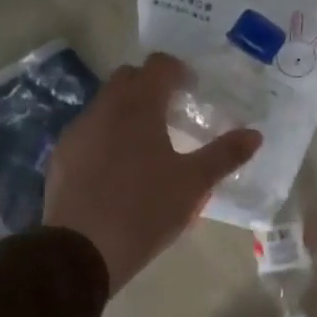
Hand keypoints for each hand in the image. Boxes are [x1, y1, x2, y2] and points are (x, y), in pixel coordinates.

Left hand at [44, 53, 260, 291]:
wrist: (80, 251)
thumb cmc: (144, 210)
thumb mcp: (193, 184)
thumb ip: (225, 155)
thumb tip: (255, 134)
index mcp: (138, 106)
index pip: (159, 65)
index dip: (179, 71)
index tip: (193, 90)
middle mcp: (104, 108)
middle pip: (128, 78)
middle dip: (150, 86)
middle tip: (173, 113)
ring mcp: (78, 131)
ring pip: (105, 104)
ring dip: (127, 111)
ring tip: (148, 144)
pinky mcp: (62, 156)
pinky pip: (89, 131)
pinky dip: (107, 135)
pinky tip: (119, 168)